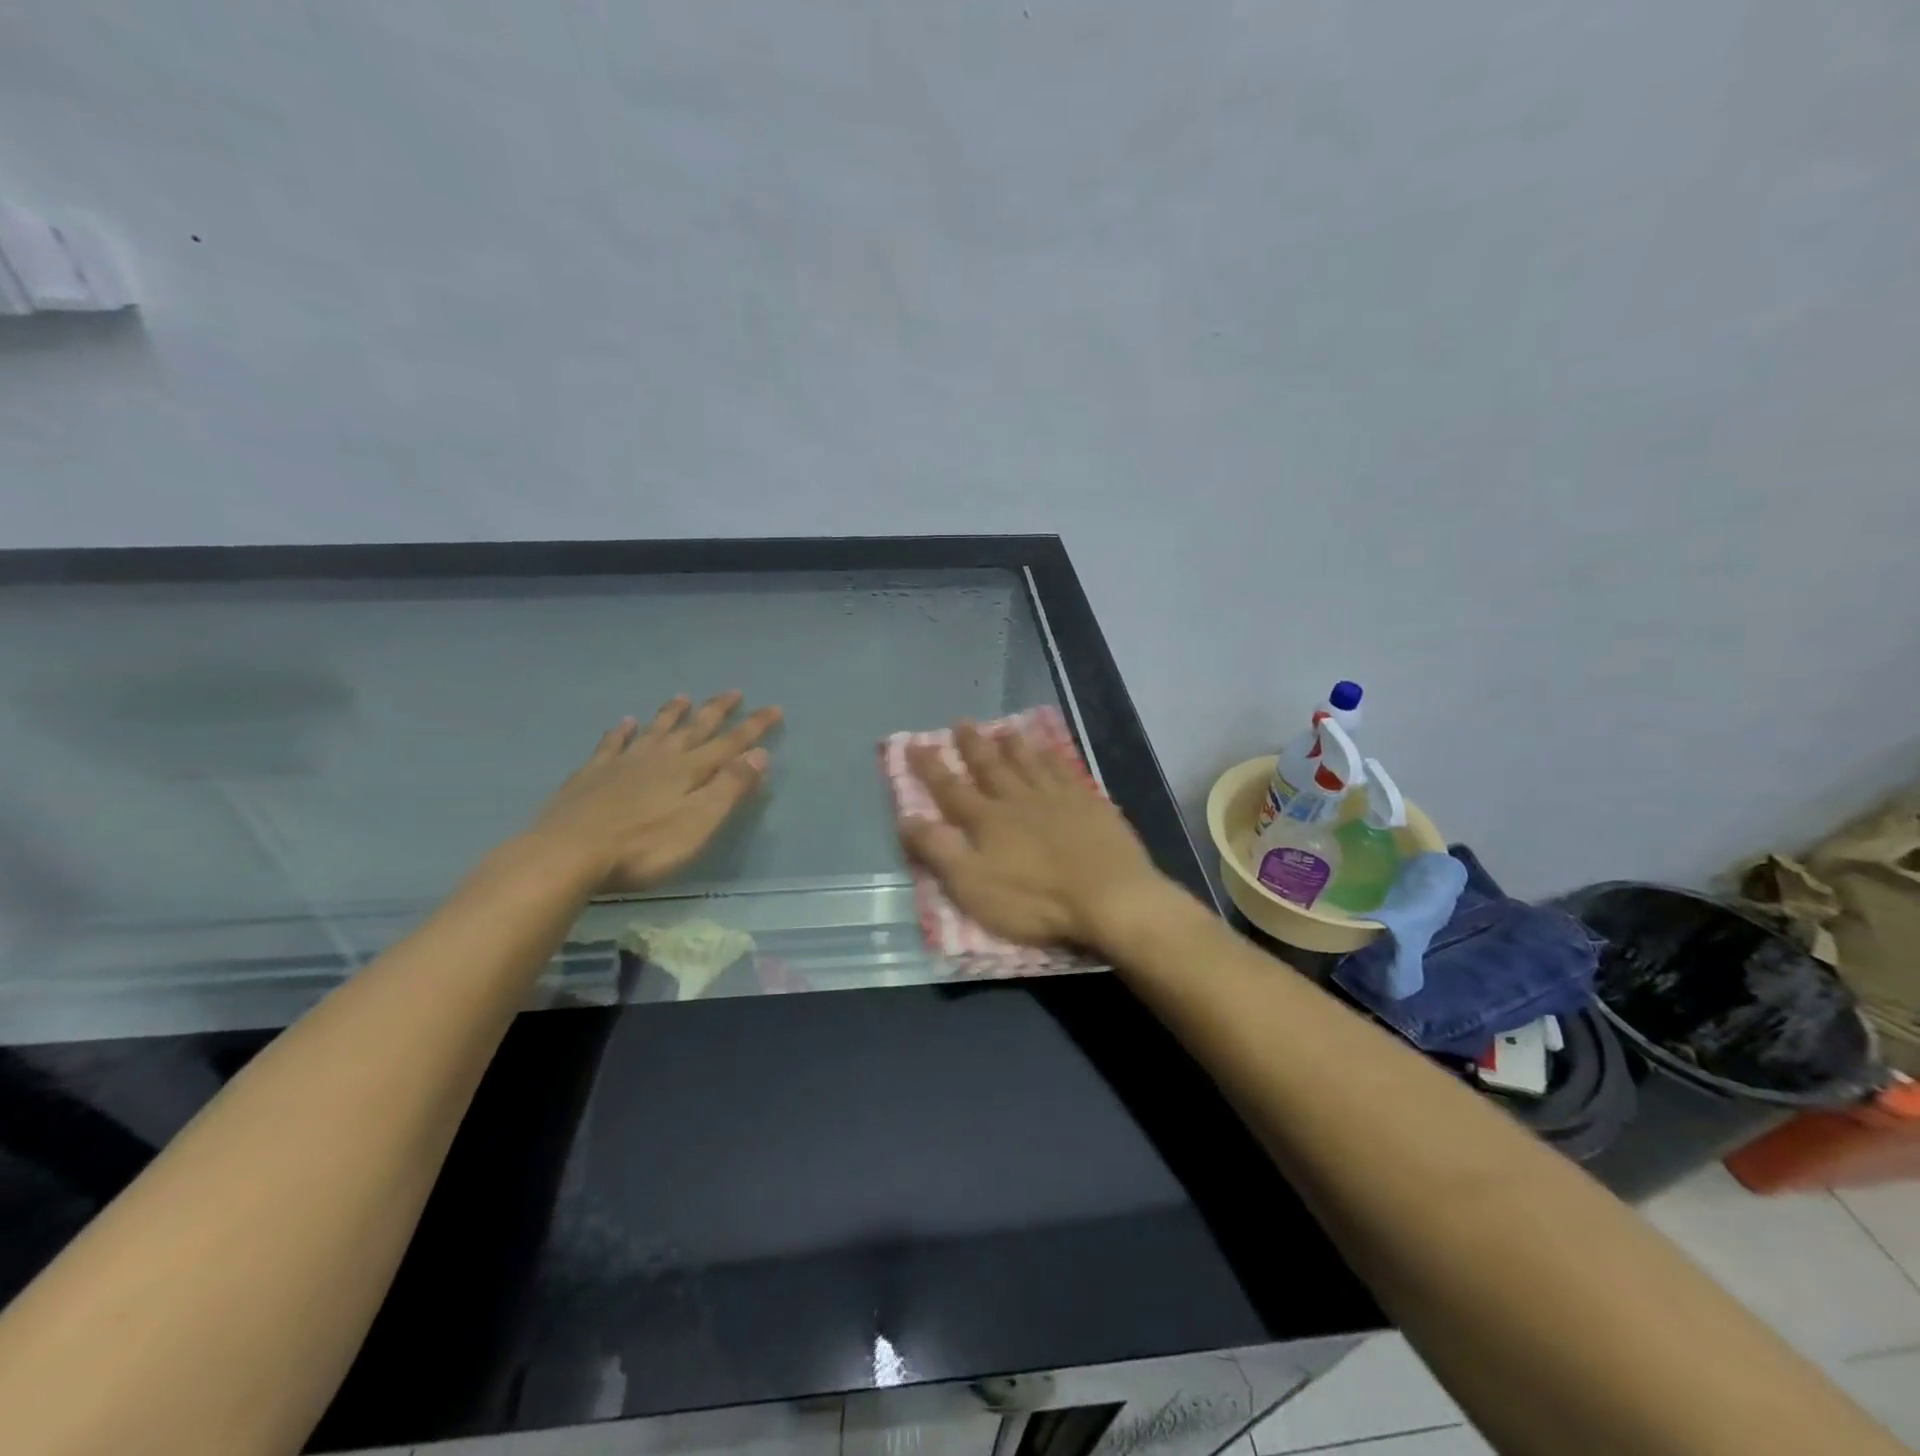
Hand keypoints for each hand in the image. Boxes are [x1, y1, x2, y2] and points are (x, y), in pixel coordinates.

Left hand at [533, 691, 780, 892]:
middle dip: (717, 710)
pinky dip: (621, 731)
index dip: (754, 727)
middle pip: (695, 728)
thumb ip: (730, 788)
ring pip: (655, 729)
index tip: (774, 708)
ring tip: (683, 697)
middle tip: (734, 691)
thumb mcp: (699, 823)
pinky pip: (612, 744)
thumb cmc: (643, 846)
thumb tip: (760, 754)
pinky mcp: (592, 775)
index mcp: (690, 771)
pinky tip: (624, 723)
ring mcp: (624, 763)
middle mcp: (660, 758)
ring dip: (672, 713)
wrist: (569, 852)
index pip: (731, 743)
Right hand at [897, 722, 1173, 951]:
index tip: (914, 744)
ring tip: (1003, 729)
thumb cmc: (1035, 900)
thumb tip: (906, 817)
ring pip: (1029, 762)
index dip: (929, 767)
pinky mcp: (1090, 804)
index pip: (950, 789)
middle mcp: (1018, 799)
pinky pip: (1065, 770)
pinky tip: (1051, 750)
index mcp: (987, 820)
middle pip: (991, 766)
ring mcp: (1057, 798)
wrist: (1110, 897)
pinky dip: (1053, 756)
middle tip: (961, 723)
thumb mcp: (972, 885)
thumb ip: (938, 850)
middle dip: (973, 745)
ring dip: (1013, 745)